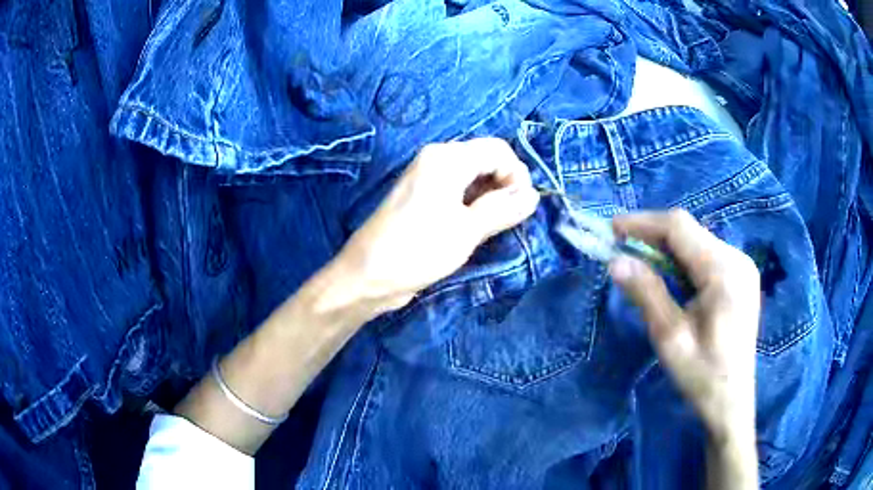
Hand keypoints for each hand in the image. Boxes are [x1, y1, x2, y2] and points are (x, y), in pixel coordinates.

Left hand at [334, 138, 539, 312]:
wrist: (367, 276)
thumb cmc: (418, 250)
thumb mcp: (468, 230)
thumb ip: (503, 208)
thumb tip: (533, 195)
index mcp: (447, 158)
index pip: (499, 151)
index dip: (517, 175)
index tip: (523, 208)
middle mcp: (437, 159)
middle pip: (486, 160)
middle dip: (505, 186)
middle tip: (509, 220)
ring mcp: (427, 177)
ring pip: (473, 177)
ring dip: (490, 197)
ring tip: (494, 227)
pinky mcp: (422, 197)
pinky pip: (458, 190)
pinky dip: (474, 204)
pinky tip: (476, 227)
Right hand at [608, 210, 760, 441]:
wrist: (732, 403)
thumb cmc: (702, 375)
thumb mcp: (671, 337)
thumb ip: (647, 294)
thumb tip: (616, 261)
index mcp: (724, 271)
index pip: (680, 227)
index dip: (643, 222)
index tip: (612, 229)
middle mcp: (737, 259)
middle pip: (690, 231)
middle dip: (653, 234)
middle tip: (621, 248)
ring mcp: (742, 267)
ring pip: (697, 241)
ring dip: (666, 247)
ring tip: (639, 261)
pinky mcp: (740, 277)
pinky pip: (706, 256)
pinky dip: (682, 259)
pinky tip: (668, 275)